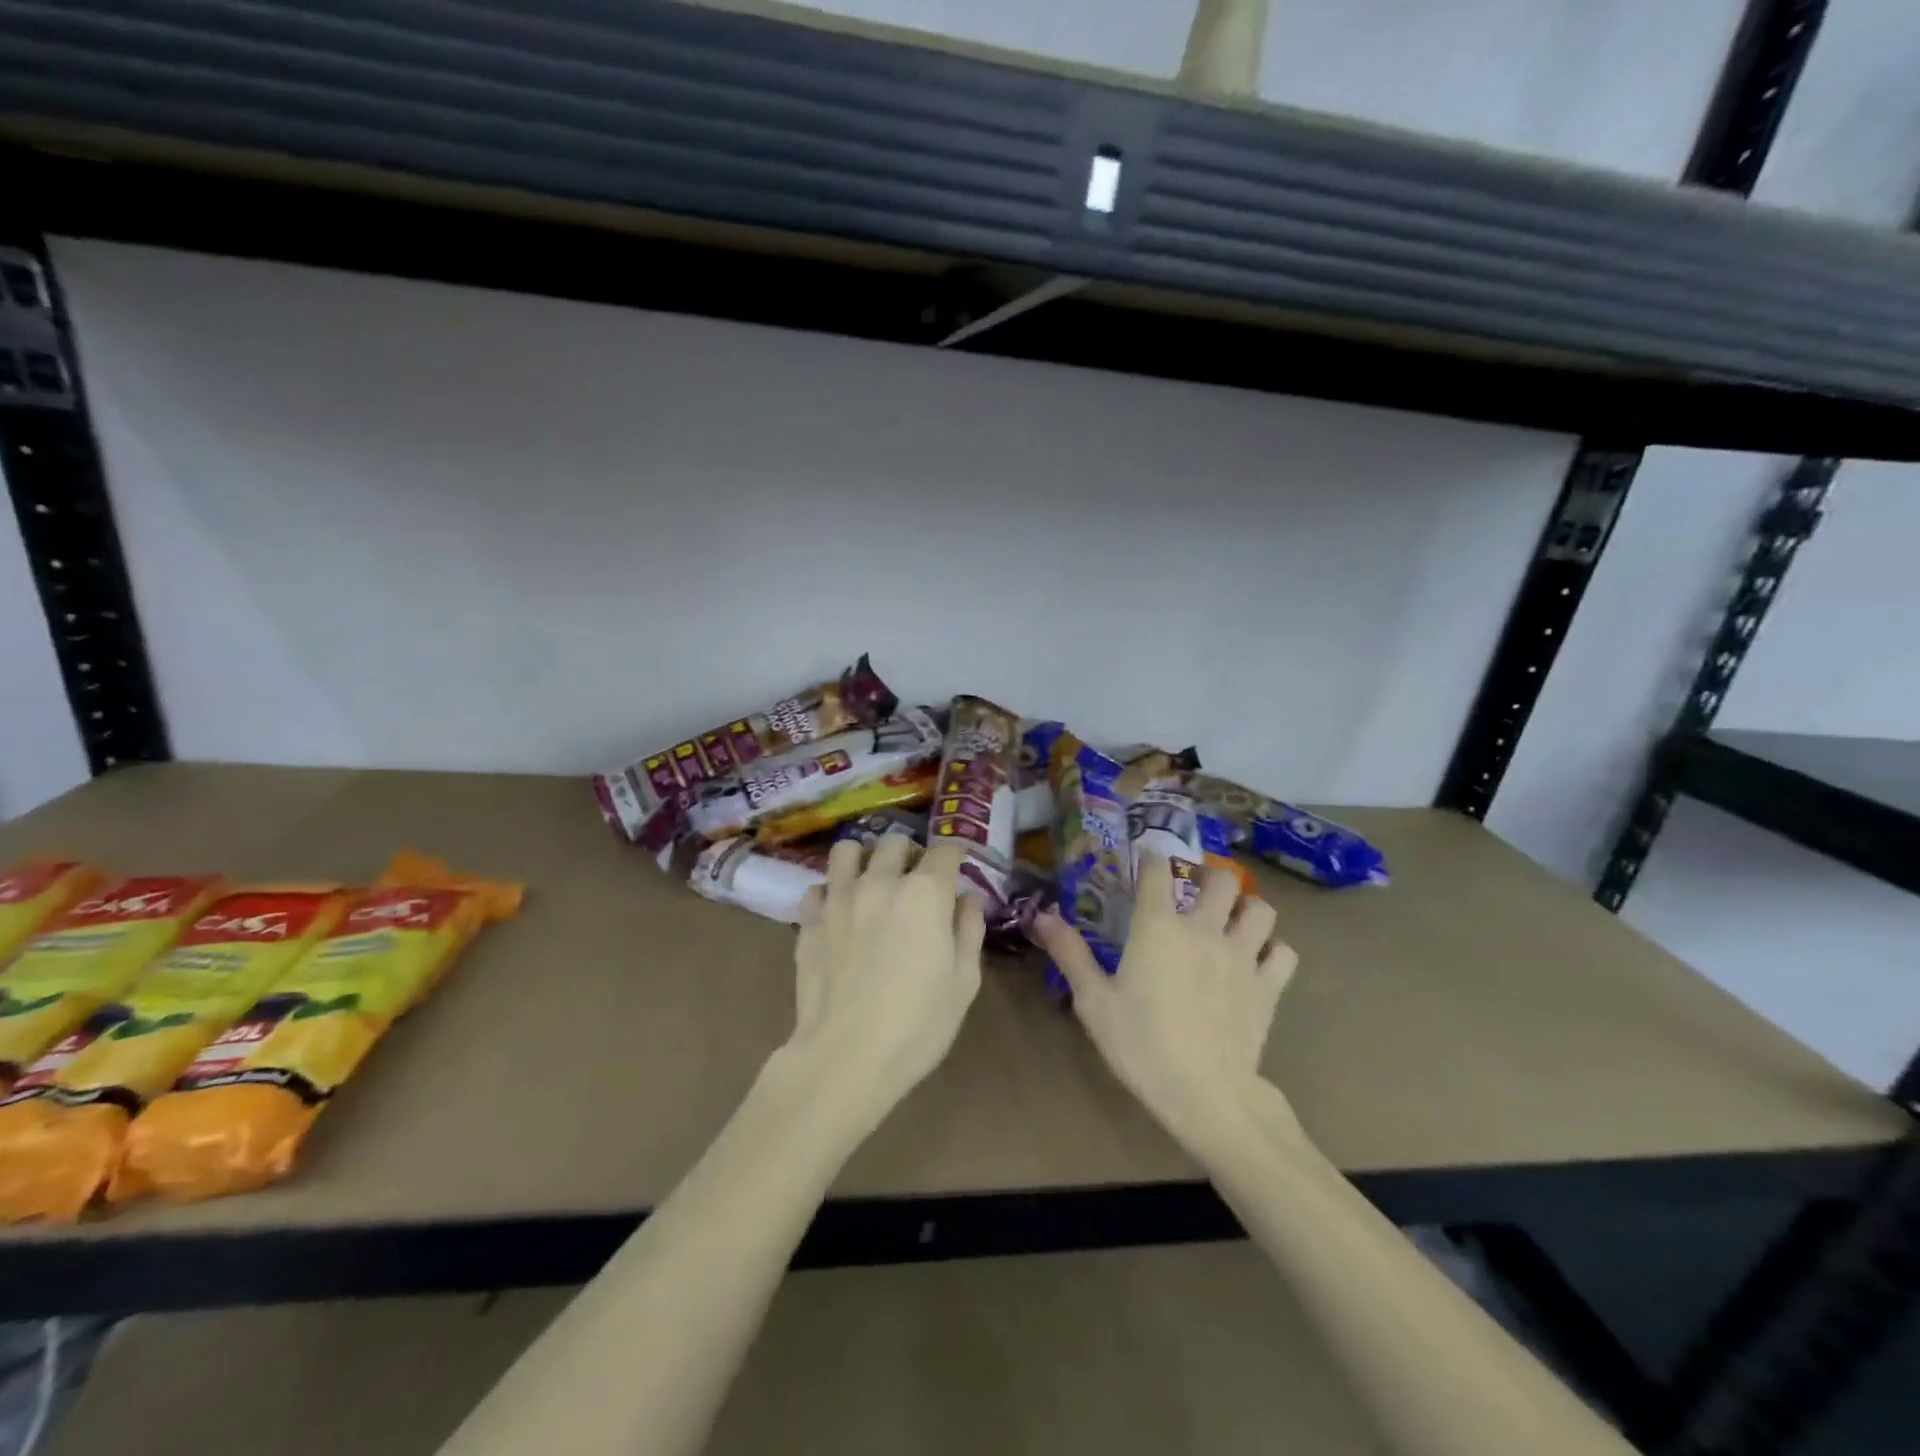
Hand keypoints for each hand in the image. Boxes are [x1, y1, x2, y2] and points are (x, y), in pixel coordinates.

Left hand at [784, 835, 984, 1131]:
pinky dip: (830, 893)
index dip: (954, 857)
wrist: (846, 1057)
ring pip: (847, 850)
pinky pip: (818, 888)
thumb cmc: (918, 1024)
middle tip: (914, 882)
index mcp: (925, 893)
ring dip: (864, 860)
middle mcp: (880, 882)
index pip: (945, 849)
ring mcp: (839, 898)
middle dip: (909, 853)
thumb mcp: (964, 982)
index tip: (955, 873)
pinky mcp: (809, 920)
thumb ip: (969, 931)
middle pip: (895, 841)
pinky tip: (839, 915)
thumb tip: (967, 900)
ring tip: (871, 884)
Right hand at [1033, 855, 1297, 1151]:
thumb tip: (1042, 916)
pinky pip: (1284, 954)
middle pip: (1222, 879)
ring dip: (1247, 909)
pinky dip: (1274, 952)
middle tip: (1197, 893)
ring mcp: (1243, 956)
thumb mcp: (1093, 1002)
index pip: (1158, 871)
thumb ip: (1070, 953)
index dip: (1153, 858)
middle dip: (1210, 878)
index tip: (1148, 859)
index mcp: (1158, 927)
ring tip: (1233, 921)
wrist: (1205, 1095)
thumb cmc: (1141, 1045)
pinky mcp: (1269, 987)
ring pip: (1261, 909)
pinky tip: (1259, 963)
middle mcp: (1204, 930)